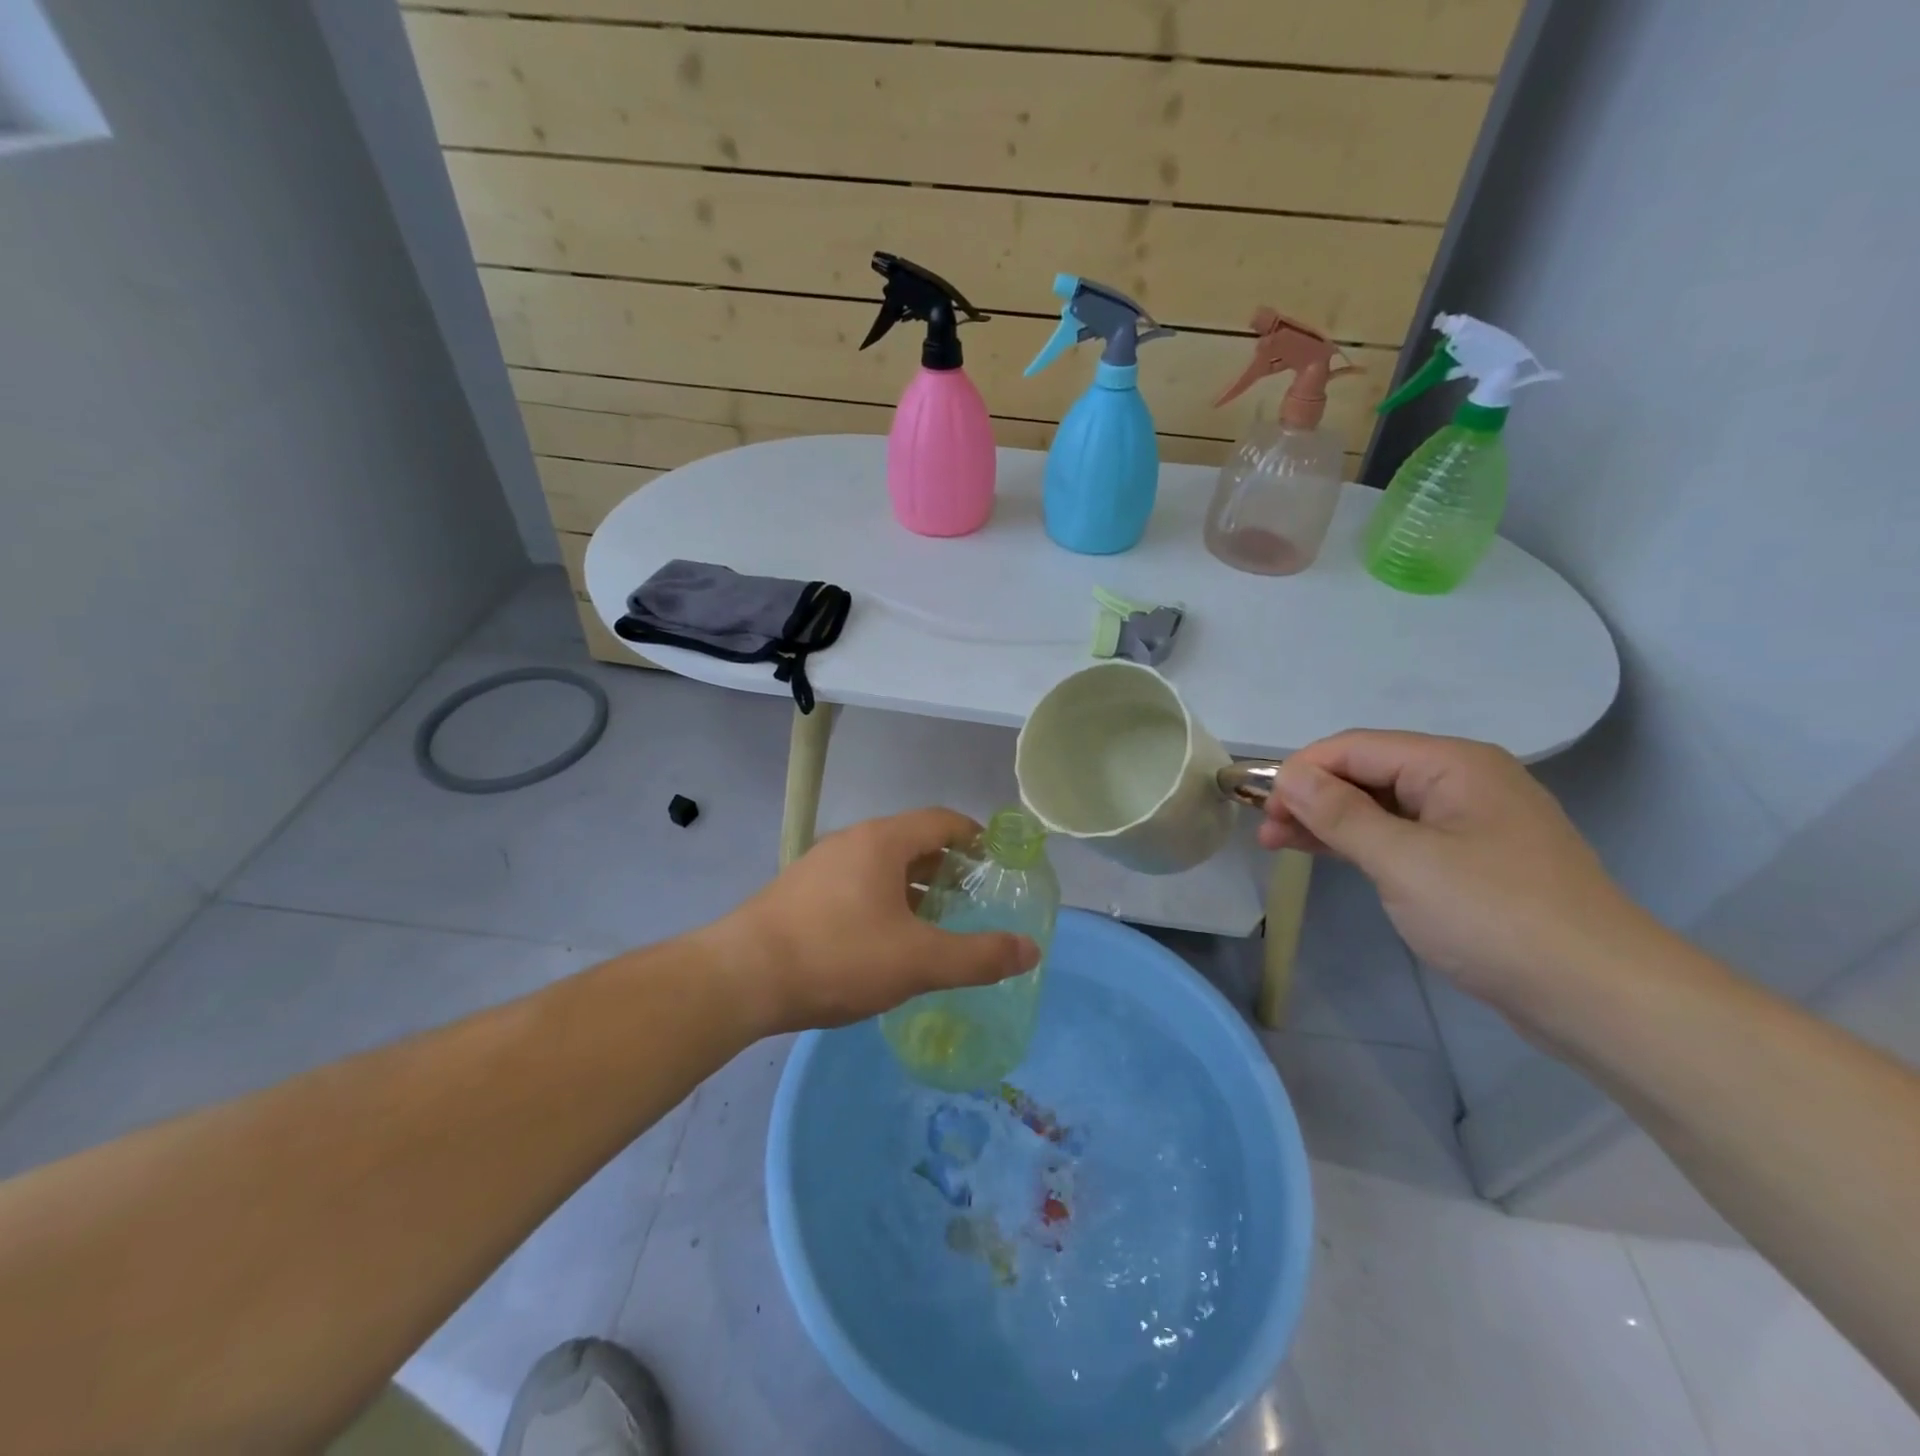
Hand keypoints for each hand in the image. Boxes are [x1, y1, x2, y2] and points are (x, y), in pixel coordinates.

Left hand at [705, 808, 1041, 1033]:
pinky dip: (882, 900)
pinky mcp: (799, 892)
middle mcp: (851, 841)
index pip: (941, 820)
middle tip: (972, 899)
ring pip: (881, 864)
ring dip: (913, 886)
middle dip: (946, 866)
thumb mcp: (918, 961)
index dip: (975, 837)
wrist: (740, 978)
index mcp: (882, 841)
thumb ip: (978, 956)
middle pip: (911, 840)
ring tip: (934, 922)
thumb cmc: (837, 957)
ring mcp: (820, 865)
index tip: (997, 862)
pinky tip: (884, 939)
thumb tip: (1032, 949)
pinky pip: (855, 883)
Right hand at [1259, 731, 1656, 1012]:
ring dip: (1330, 821)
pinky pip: (1403, 836)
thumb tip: (1289, 774)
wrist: (1600, 996)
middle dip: (1312, 797)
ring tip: (1278, 843)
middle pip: (1368, 773)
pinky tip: (1330, 855)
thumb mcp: (1403, 861)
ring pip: (1382, 806)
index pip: (1356, 747)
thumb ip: (1339, 813)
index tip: (1259, 806)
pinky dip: (1361, 843)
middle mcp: (1464, 781)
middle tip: (1264, 832)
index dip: (1301, 771)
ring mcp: (1471, 823)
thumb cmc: (1494, 916)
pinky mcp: (1473, 862)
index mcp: (1453, 764)